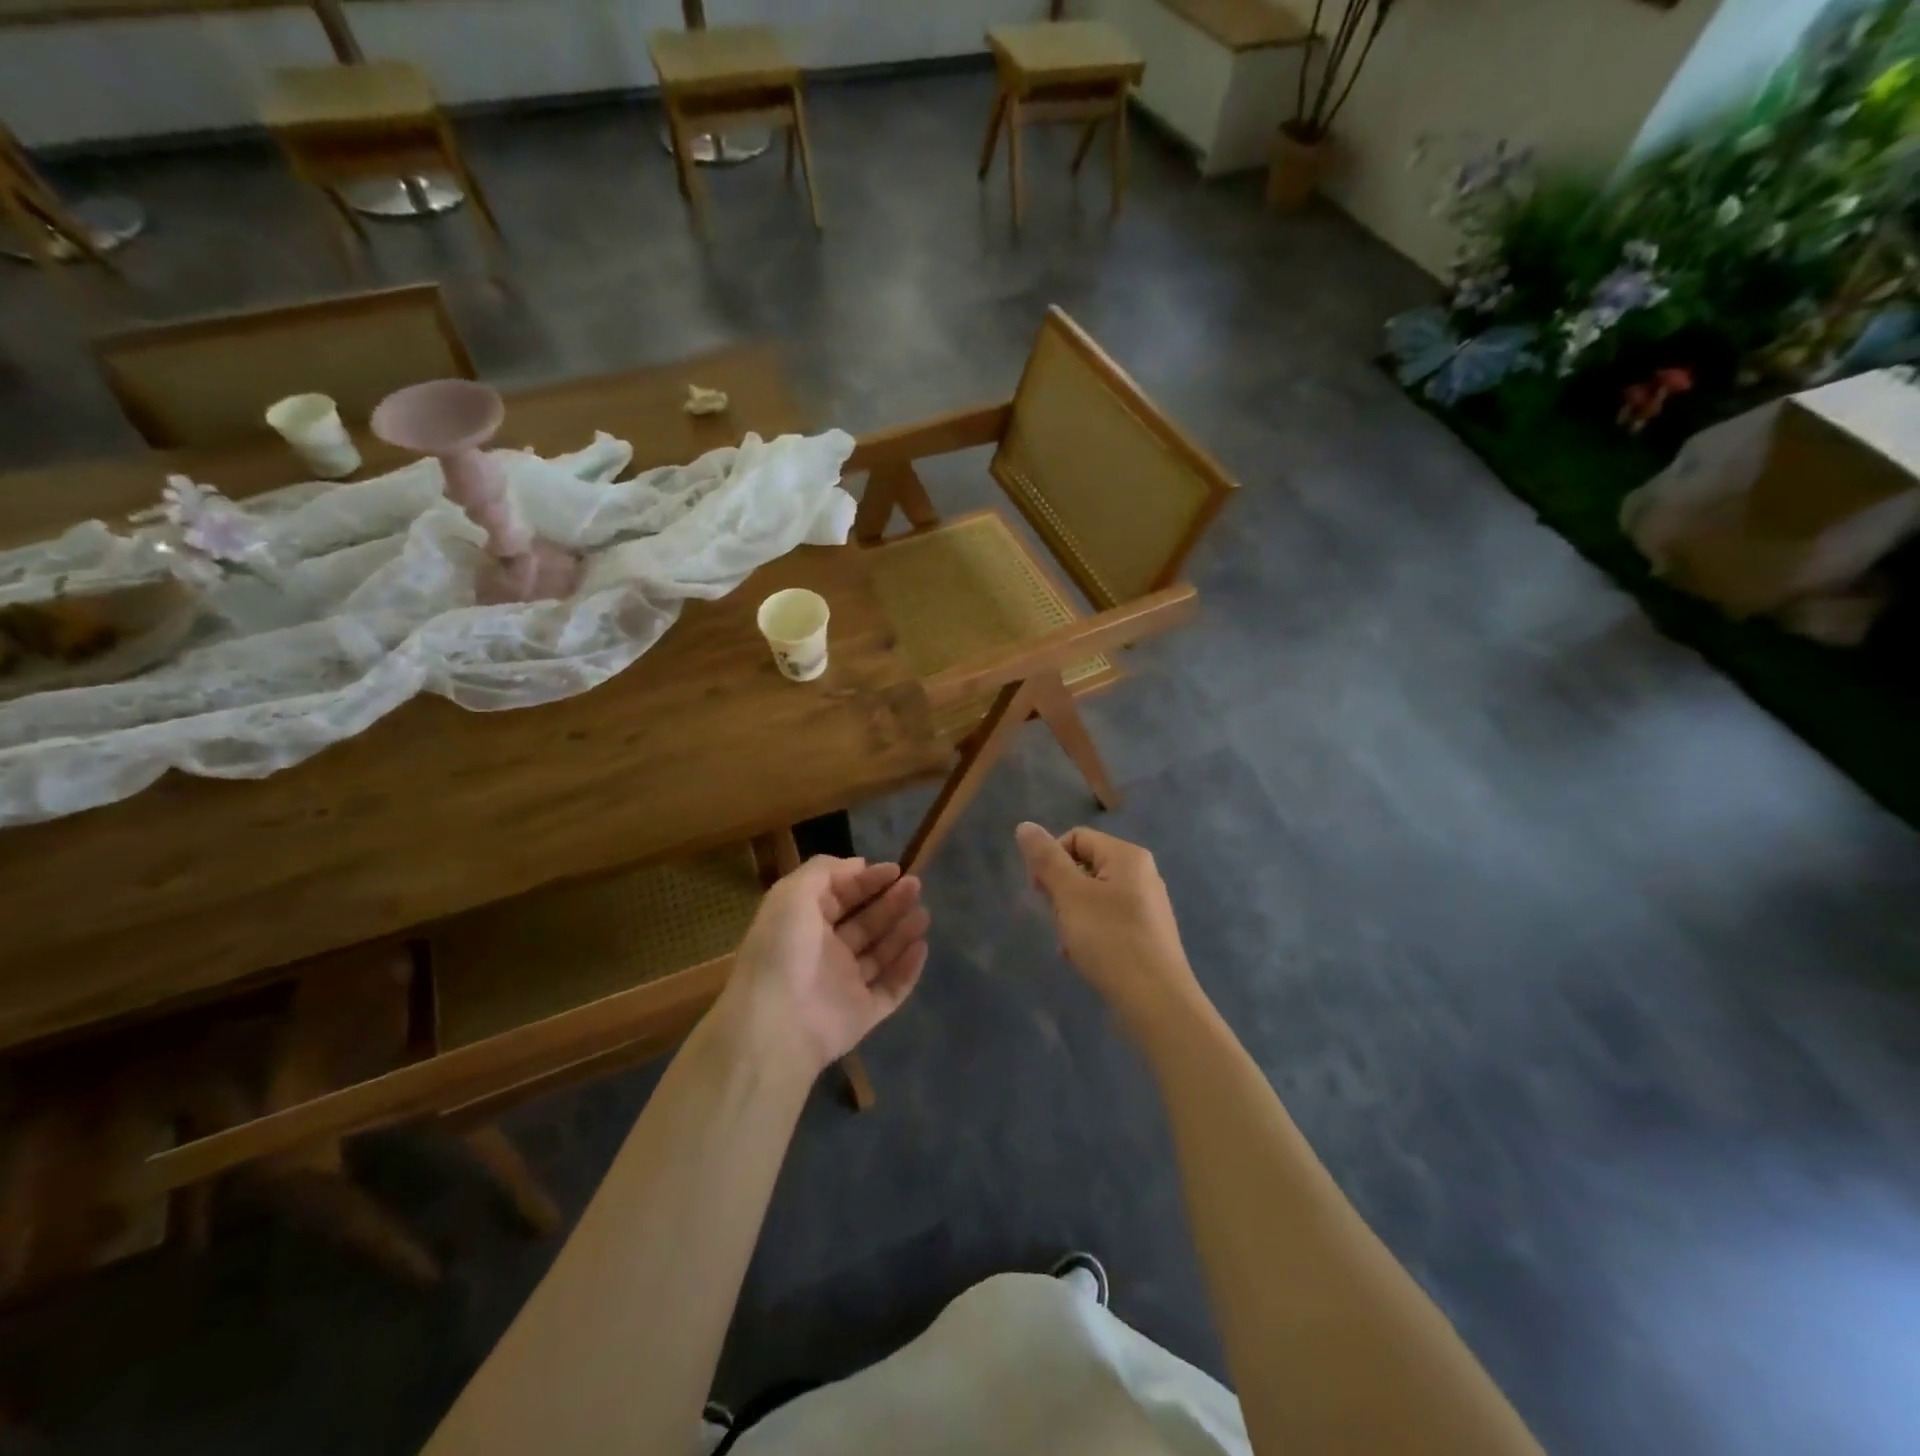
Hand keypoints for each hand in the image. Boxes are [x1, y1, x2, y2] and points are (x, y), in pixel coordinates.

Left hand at [721, 856, 929, 1076]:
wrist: (777, 1024)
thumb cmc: (783, 949)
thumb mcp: (793, 893)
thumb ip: (824, 871)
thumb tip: (858, 865)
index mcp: (803, 924)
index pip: (840, 896)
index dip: (866, 881)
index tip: (895, 870)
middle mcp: (824, 953)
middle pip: (864, 923)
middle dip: (890, 902)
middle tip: (916, 886)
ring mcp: (844, 985)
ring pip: (880, 954)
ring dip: (902, 932)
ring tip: (923, 914)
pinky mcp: (862, 1014)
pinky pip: (891, 989)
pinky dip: (907, 969)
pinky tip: (922, 947)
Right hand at [1015, 823, 1200, 1024]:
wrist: (1156, 1002)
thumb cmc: (1111, 940)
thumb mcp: (1070, 896)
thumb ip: (1046, 859)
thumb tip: (1025, 826)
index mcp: (1127, 856)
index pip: (1075, 838)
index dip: (1051, 860)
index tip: (1039, 892)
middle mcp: (1141, 874)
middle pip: (1084, 867)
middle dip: (1062, 892)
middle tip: (1058, 920)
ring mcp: (1146, 906)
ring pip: (1093, 897)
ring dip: (1072, 916)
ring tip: (1071, 943)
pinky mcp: (1147, 934)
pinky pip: (1108, 920)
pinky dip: (1090, 933)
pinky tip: (1084, 957)